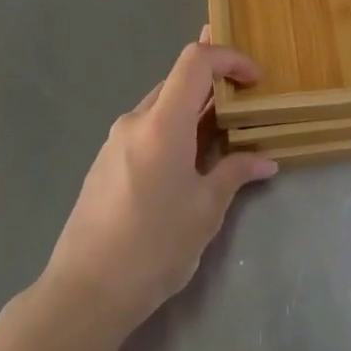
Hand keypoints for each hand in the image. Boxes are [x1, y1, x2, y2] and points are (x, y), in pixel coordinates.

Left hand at [44, 32, 276, 331]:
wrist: (85, 292)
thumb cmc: (154, 247)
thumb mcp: (205, 211)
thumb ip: (235, 174)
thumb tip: (265, 161)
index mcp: (162, 123)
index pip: (195, 61)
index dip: (229, 58)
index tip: (255, 80)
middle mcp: (135, 121)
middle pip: (178, 80)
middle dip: (215, 85)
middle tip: (246, 105)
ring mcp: (115, 141)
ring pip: (162, 106)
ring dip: (194, 111)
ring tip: (223, 137)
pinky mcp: (105, 162)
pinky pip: (146, 129)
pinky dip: (174, 130)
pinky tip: (188, 164)